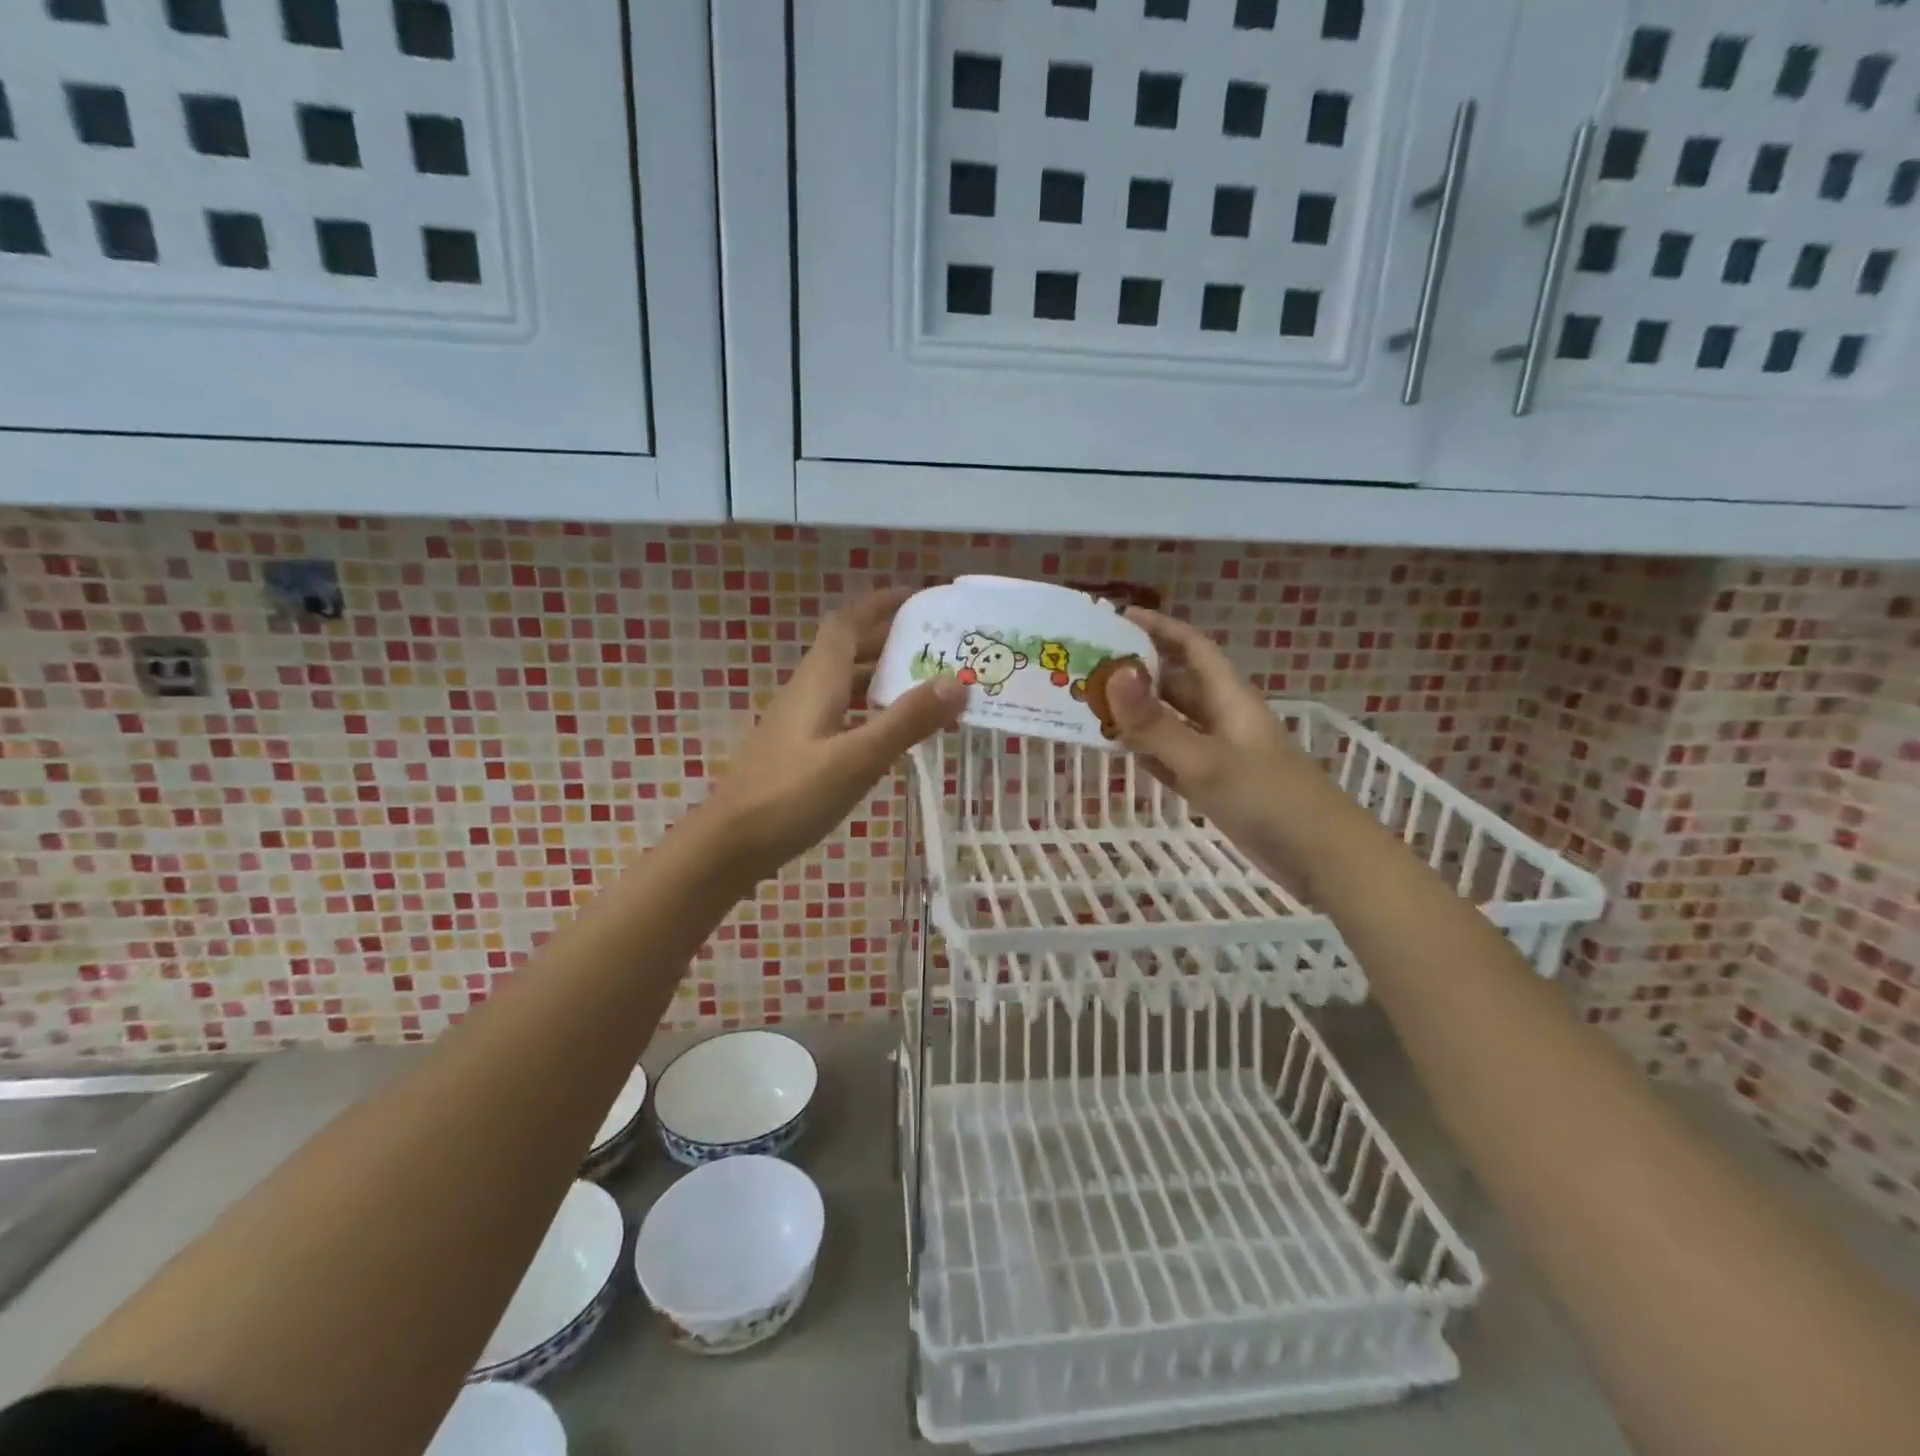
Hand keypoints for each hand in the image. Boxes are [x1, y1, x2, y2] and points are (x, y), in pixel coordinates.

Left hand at [697, 590, 965, 882]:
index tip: (919, 598)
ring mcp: (800, 722)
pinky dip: (870, 711)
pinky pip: (842, 713)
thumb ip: (905, 721)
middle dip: (891, 639)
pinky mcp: (799, 750)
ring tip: (927, 686)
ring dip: (883, 677)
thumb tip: (957, 682)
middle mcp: (807, 692)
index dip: (880, 604)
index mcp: (818, 681)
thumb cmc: (790, 796)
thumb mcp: (856, 758)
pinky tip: (891, 732)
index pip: (847, 622)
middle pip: (849, 650)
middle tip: (938, 646)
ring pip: (846, 684)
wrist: (729, 845)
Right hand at [1106, 608, 1335, 889]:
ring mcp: (1220, 753)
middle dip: (1135, 672)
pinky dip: (1148, 750)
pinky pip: (1173, 757)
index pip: (1191, 647)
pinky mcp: (1216, 785)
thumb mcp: (1205, 760)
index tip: (1115, 618)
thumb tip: (1112, 674)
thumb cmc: (1268, 799)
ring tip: (1090, 705)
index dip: (1157, 628)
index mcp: (1228, 698)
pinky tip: (1120, 751)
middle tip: (1086, 668)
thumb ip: (1156, 723)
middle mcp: (1223, 718)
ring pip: (1171, 722)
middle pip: (1176, 683)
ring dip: (1137, 713)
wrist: (1322, 859)